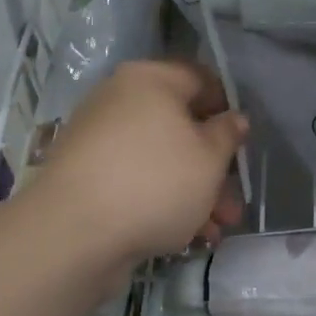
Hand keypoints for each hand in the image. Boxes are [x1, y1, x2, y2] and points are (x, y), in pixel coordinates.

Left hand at [34, 60, 247, 266]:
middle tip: (233, 203)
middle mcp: (120, 101)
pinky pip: (135, 181)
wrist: (73, 233)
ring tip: (216, 229)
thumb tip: (233, 118)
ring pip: (160, 160)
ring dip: (194, 192)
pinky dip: (161, 202)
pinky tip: (184, 237)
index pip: (200, 78)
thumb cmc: (155, 182)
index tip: (242, 141)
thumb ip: (227, 134)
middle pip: (180, 126)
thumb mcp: (209, 158)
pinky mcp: (86, 178)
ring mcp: (99, 140)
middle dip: (213, 168)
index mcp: (149, 80)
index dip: (227, 107)